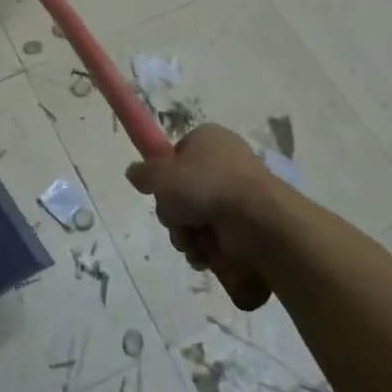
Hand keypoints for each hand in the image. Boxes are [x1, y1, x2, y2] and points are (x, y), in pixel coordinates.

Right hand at [127, 124, 278, 310]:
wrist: (257, 220)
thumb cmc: (206, 186)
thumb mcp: (161, 175)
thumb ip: (143, 173)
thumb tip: (134, 172)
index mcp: (208, 139)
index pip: (178, 156)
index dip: (166, 176)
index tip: (162, 192)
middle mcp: (226, 162)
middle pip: (184, 192)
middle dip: (175, 214)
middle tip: (178, 222)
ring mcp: (240, 193)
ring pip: (197, 218)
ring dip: (188, 235)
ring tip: (194, 242)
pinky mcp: (250, 223)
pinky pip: (217, 237)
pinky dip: (208, 248)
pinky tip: (208, 253)